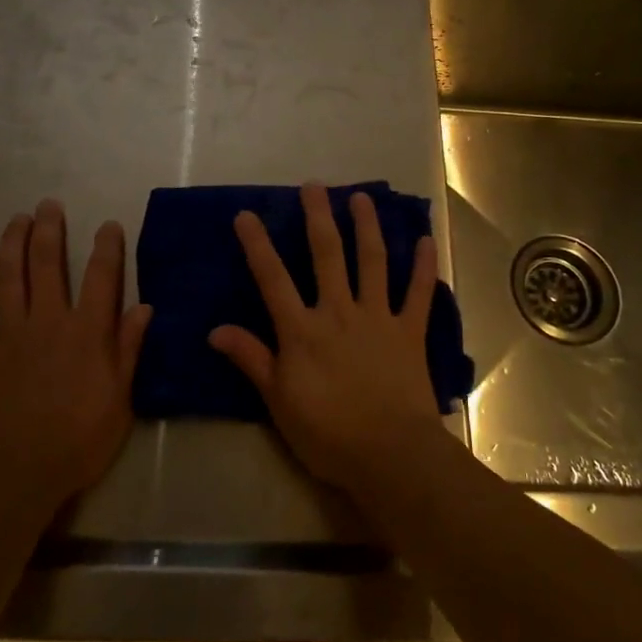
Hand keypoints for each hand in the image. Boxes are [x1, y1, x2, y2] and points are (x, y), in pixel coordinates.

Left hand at [0, 200, 151, 512]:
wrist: (15, 474)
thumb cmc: (78, 440)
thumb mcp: (120, 398)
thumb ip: (130, 349)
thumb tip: (144, 307)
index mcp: (86, 332)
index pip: (101, 278)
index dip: (107, 248)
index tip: (109, 225)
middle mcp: (47, 322)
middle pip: (47, 265)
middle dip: (49, 231)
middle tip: (49, 204)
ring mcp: (10, 336)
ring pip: (8, 280)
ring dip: (11, 246)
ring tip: (16, 220)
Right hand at [209, 183, 444, 496]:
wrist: (390, 455)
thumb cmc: (328, 434)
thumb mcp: (278, 402)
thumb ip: (252, 360)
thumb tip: (215, 330)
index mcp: (303, 330)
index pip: (273, 279)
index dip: (257, 245)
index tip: (246, 214)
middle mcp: (339, 311)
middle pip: (326, 255)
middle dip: (318, 217)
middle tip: (314, 185)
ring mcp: (377, 317)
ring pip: (372, 261)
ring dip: (367, 227)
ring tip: (362, 198)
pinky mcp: (410, 331)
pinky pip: (419, 292)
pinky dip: (423, 265)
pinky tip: (426, 239)